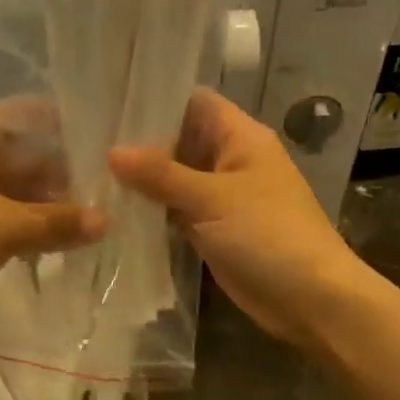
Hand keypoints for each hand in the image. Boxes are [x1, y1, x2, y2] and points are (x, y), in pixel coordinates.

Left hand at [0, 108, 104, 328]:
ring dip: (47, 202)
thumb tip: (108, 221)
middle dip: (65, 174)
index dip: (72, 129)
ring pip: (14, 183)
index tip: (111, 149)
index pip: (34, 115)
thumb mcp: (8, 228)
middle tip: (111, 194)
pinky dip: (24, 219)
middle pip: (26, 151)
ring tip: (91, 220)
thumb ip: (60, 221)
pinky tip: (53, 239)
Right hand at [109, 90, 368, 349]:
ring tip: (89, 174)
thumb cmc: (268, 235)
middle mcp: (230, 161)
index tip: (110, 102)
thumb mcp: (212, 199)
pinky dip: (153, 212)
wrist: (312, 300)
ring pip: (175, 180)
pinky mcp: (214, 230)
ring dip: (143, 182)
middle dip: (140, 144)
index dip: (156, 99)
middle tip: (87, 142)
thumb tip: (112, 152)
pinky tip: (114, 211)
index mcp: (240, 138)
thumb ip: (161, 175)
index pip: (194, 102)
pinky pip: (178, 212)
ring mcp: (222, 198)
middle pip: (180, 141)